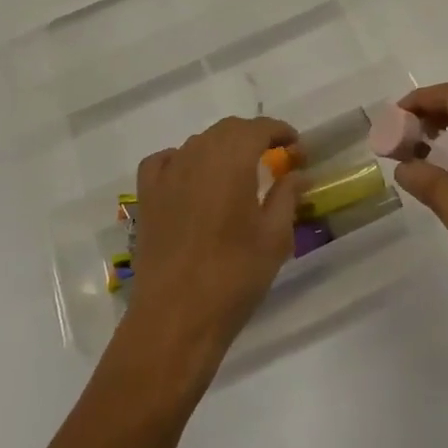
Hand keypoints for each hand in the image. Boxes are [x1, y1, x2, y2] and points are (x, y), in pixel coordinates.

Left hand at [122, 116, 299, 370]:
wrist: (176, 318)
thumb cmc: (234, 276)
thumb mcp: (274, 237)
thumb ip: (287, 196)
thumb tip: (300, 173)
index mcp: (231, 160)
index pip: (258, 128)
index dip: (280, 131)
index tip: (297, 148)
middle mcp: (197, 156)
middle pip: (228, 130)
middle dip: (254, 136)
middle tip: (276, 158)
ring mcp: (167, 175)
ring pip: (198, 143)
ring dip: (222, 148)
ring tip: (240, 172)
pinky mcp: (147, 197)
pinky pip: (164, 161)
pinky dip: (182, 159)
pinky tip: (192, 177)